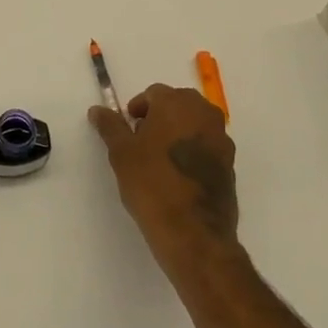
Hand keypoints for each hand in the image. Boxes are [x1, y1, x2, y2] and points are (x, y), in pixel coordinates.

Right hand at [89, 84, 238, 271]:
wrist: (194, 234)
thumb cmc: (152, 185)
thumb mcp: (122, 154)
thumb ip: (110, 126)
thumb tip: (97, 110)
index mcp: (177, 103)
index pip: (154, 94)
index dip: (138, 110)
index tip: (128, 130)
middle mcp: (204, 113)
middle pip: (177, 105)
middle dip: (159, 118)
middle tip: (141, 142)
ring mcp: (222, 139)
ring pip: (194, 125)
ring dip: (177, 134)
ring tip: (159, 161)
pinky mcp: (230, 165)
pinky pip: (206, 147)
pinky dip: (192, 152)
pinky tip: (178, 177)